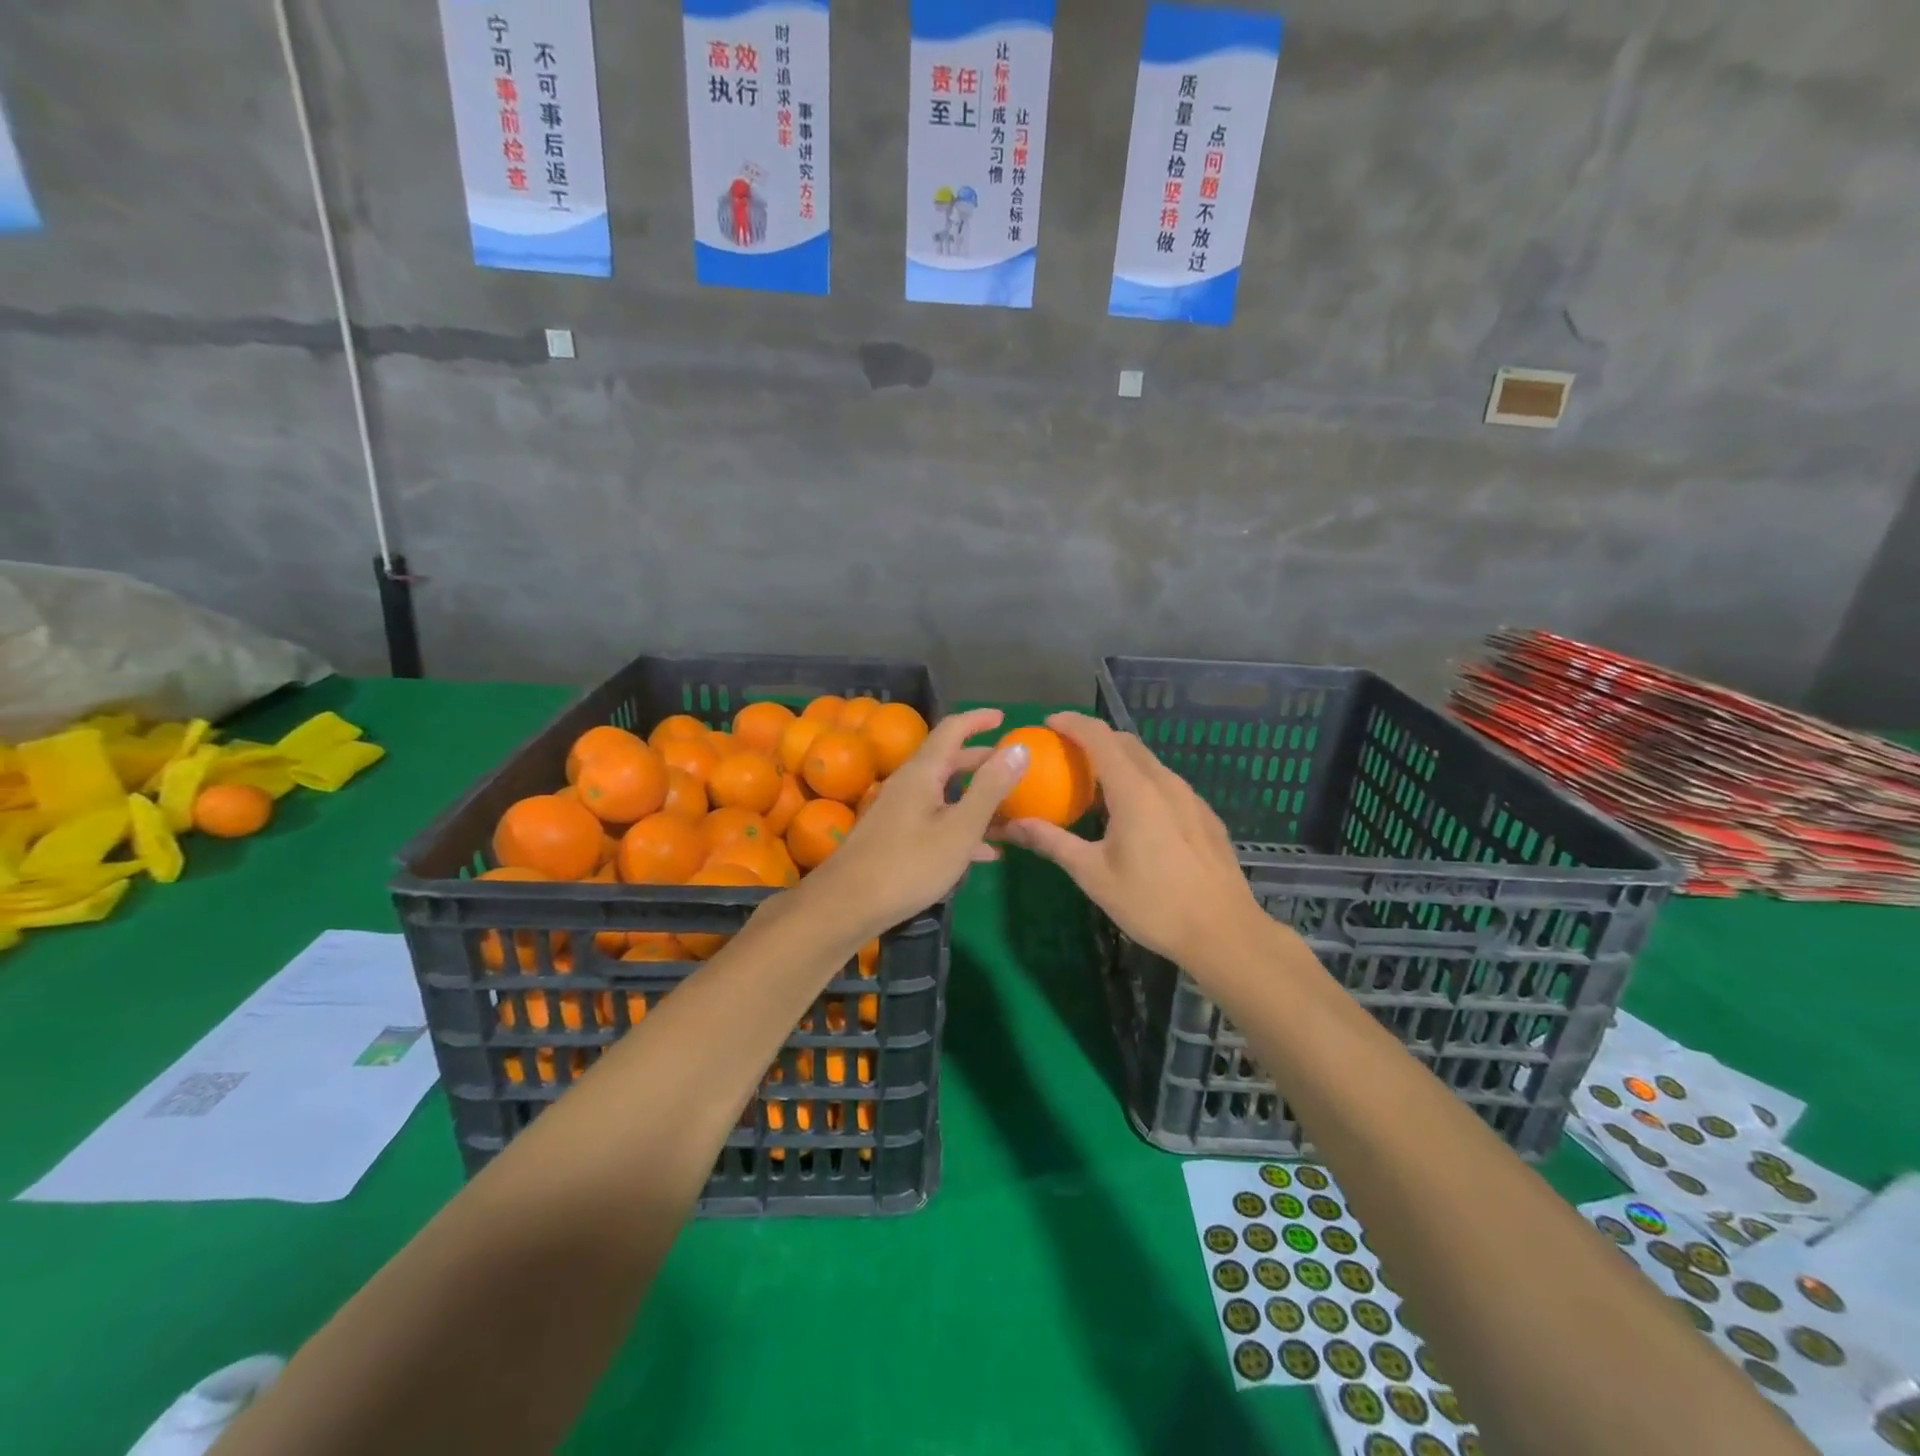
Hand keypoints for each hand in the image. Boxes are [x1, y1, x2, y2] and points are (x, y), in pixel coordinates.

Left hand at [795, 708, 1028, 942]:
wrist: (847, 905)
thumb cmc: (909, 865)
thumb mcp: (960, 828)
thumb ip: (990, 788)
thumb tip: (1018, 747)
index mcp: (922, 773)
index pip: (952, 730)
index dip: (978, 720)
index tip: (1004, 717)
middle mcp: (908, 784)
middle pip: (949, 761)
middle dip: (983, 762)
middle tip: (1014, 768)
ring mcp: (898, 811)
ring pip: (944, 793)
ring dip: (976, 798)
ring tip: (1009, 811)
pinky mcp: (895, 837)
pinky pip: (935, 820)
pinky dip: (961, 826)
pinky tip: (985, 852)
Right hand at [1001, 712, 1266, 967]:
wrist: (1224, 932)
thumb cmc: (1152, 903)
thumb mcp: (1093, 875)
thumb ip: (1052, 842)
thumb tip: (1012, 825)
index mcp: (1135, 790)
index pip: (1099, 737)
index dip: (1072, 723)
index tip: (1047, 724)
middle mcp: (1165, 783)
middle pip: (1125, 743)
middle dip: (1093, 738)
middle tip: (1064, 753)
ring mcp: (1190, 797)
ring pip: (1148, 762)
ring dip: (1118, 759)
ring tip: (1094, 782)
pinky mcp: (1204, 815)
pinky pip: (1165, 782)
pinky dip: (1140, 780)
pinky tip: (1132, 812)